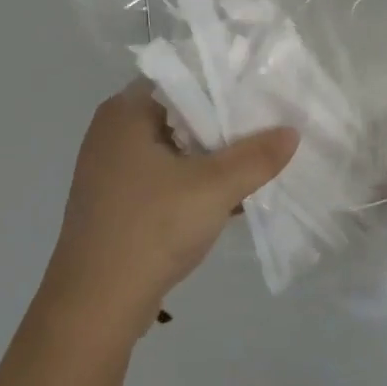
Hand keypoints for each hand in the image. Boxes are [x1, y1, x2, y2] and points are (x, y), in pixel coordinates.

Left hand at [43, 82, 299, 337]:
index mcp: (126, 111)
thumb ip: (256, 157)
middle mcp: (113, 131)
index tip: (263, 92)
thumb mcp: (214, 188)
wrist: (94, 307)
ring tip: (259, 159)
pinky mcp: (116, 203)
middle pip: (180, 113)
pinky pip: (164, 178)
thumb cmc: (151, 228)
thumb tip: (292, 131)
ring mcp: (111, 170)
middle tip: (269, 124)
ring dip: (212, 157)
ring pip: (174, 149)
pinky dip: (194, 182)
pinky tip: (230, 197)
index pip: (183, 77)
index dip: (224, 83)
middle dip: (224, 124)